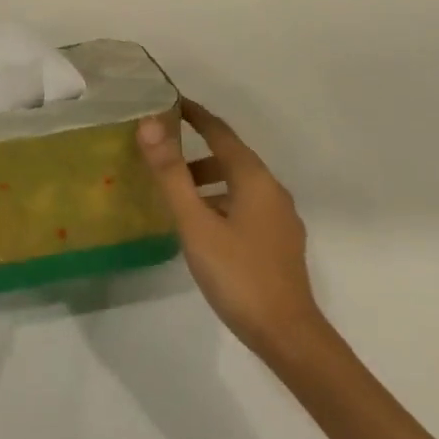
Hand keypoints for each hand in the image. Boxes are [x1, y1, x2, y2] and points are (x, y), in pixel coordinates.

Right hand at [138, 100, 325, 359]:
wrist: (288, 335)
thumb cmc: (238, 274)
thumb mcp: (196, 223)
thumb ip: (171, 174)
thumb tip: (150, 124)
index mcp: (254, 179)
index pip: (221, 132)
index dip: (195, 115)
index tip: (169, 102)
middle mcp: (272, 190)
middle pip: (231, 157)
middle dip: (196, 150)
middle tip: (160, 153)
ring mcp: (280, 218)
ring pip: (238, 185)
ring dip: (207, 180)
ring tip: (174, 193)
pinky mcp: (279, 242)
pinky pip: (245, 206)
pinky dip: (219, 201)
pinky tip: (202, 226)